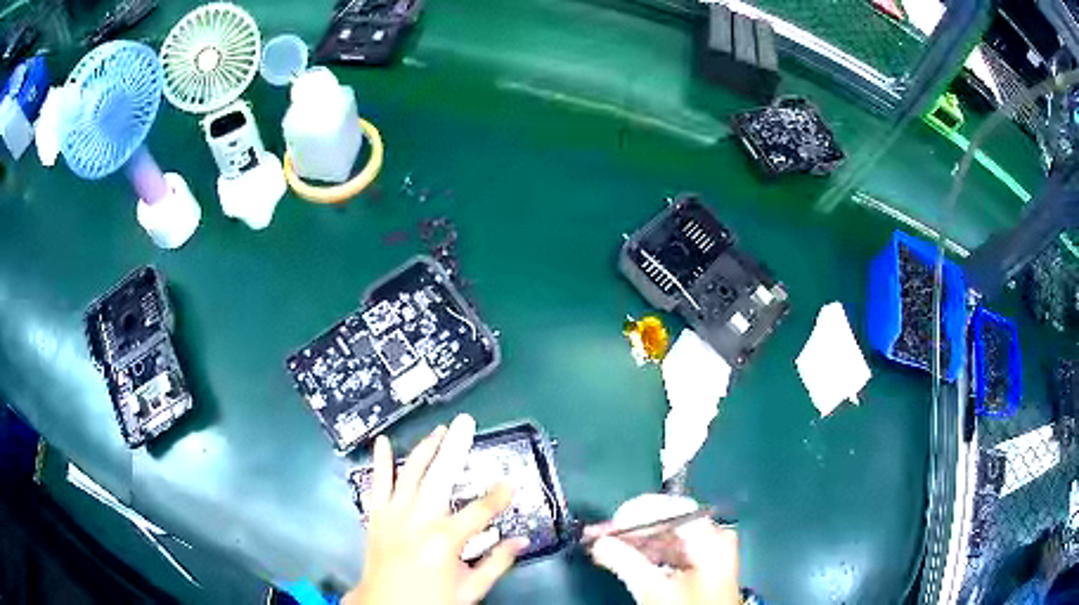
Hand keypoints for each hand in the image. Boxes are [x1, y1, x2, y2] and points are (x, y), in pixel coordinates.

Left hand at [344, 415, 528, 604]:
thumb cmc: (430, 601)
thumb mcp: (470, 589)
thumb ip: (497, 563)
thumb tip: (522, 541)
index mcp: (445, 540)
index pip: (481, 511)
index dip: (499, 495)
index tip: (512, 482)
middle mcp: (418, 520)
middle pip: (440, 477)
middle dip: (455, 448)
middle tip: (466, 423)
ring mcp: (393, 515)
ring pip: (410, 473)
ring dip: (425, 449)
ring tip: (439, 430)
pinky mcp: (376, 516)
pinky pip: (378, 484)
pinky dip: (380, 462)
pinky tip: (383, 442)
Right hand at [588, 494, 740, 604]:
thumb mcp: (655, 589)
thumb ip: (625, 562)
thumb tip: (598, 542)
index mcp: (711, 536)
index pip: (671, 509)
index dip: (636, 514)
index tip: (607, 525)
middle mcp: (713, 538)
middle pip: (668, 523)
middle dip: (631, 531)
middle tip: (599, 537)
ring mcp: (709, 554)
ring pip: (666, 539)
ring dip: (635, 544)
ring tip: (604, 549)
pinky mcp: (700, 569)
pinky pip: (670, 553)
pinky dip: (646, 556)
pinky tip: (624, 560)